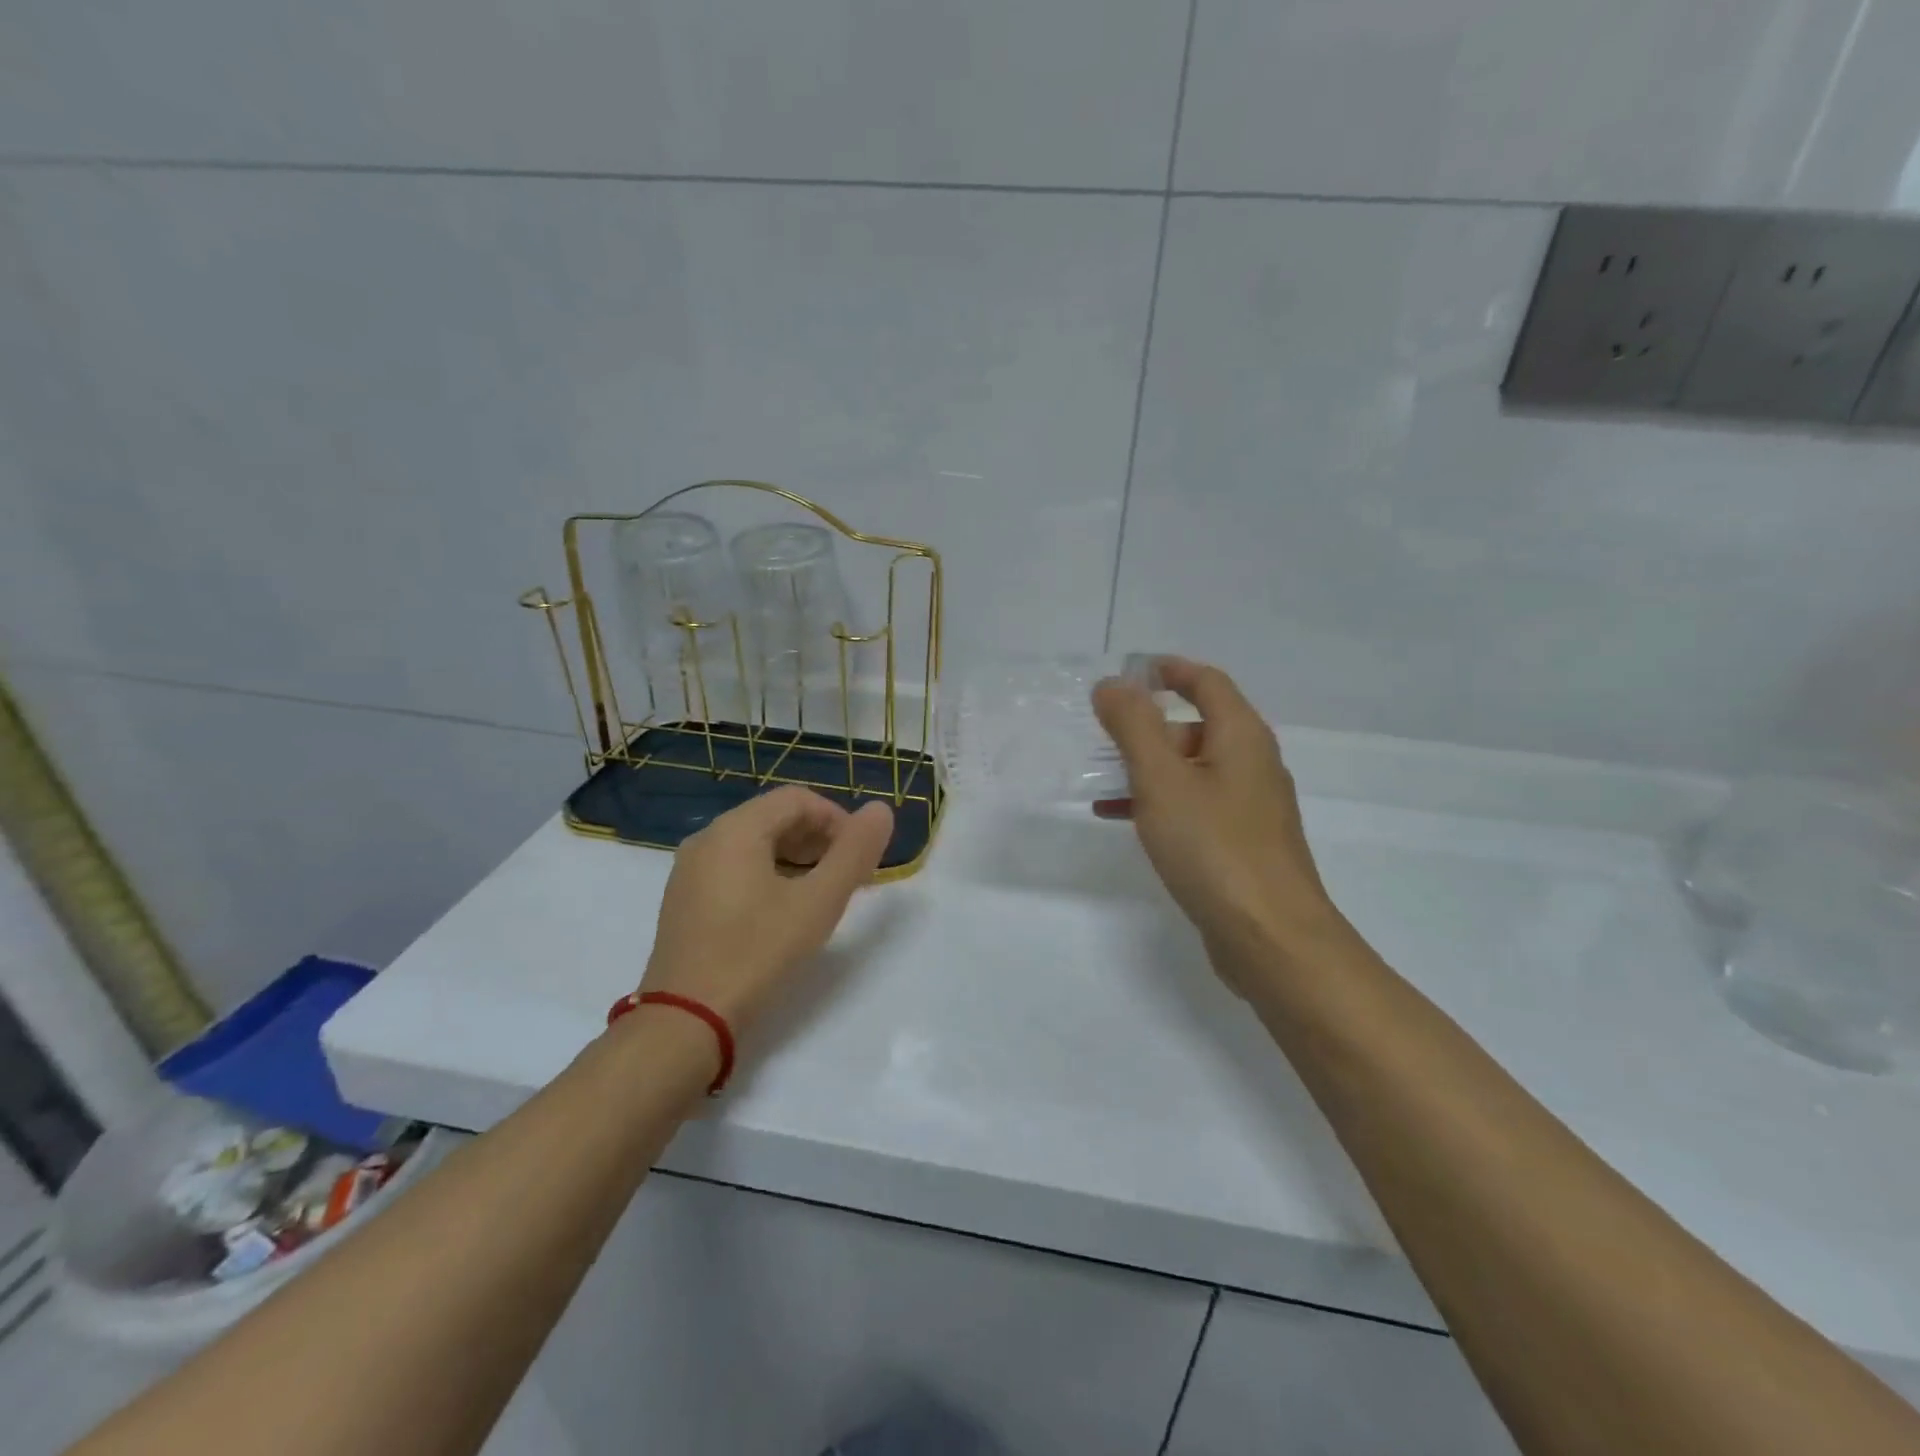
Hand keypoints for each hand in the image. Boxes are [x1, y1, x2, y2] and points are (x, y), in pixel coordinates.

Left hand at [640, 786, 894, 1030]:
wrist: (686, 1020)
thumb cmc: (757, 952)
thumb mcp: (818, 902)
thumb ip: (854, 852)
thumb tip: (881, 810)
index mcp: (736, 828)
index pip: (799, 799)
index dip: (838, 820)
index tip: (860, 856)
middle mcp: (708, 838)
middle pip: (775, 817)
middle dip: (819, 839)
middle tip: (848, 876)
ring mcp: (690, 870)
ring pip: (755, 844)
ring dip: (797, 858)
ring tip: (822, 894)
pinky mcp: (685, 899)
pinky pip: (735, 867)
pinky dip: (769, 875)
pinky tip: (784, 911)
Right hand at [1092, 659, 1345, 990]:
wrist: (1270, 937)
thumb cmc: (1213, 847)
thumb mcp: (1162, 778)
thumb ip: (1133, 726)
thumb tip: (1113, 684)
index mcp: (1241, 737)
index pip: (1207, 682)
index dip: (1169, 670)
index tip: (1129, 673)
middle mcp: (1253, 765)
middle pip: (1198, 726)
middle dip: (1148, 726)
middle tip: (1103, 736)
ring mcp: (1251, 808)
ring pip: (1192, 770)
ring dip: (1148, 768)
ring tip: (1101, 781)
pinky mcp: (1242, 844)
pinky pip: (1196, 806)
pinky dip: (1160, 802)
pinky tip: (1124, 821)